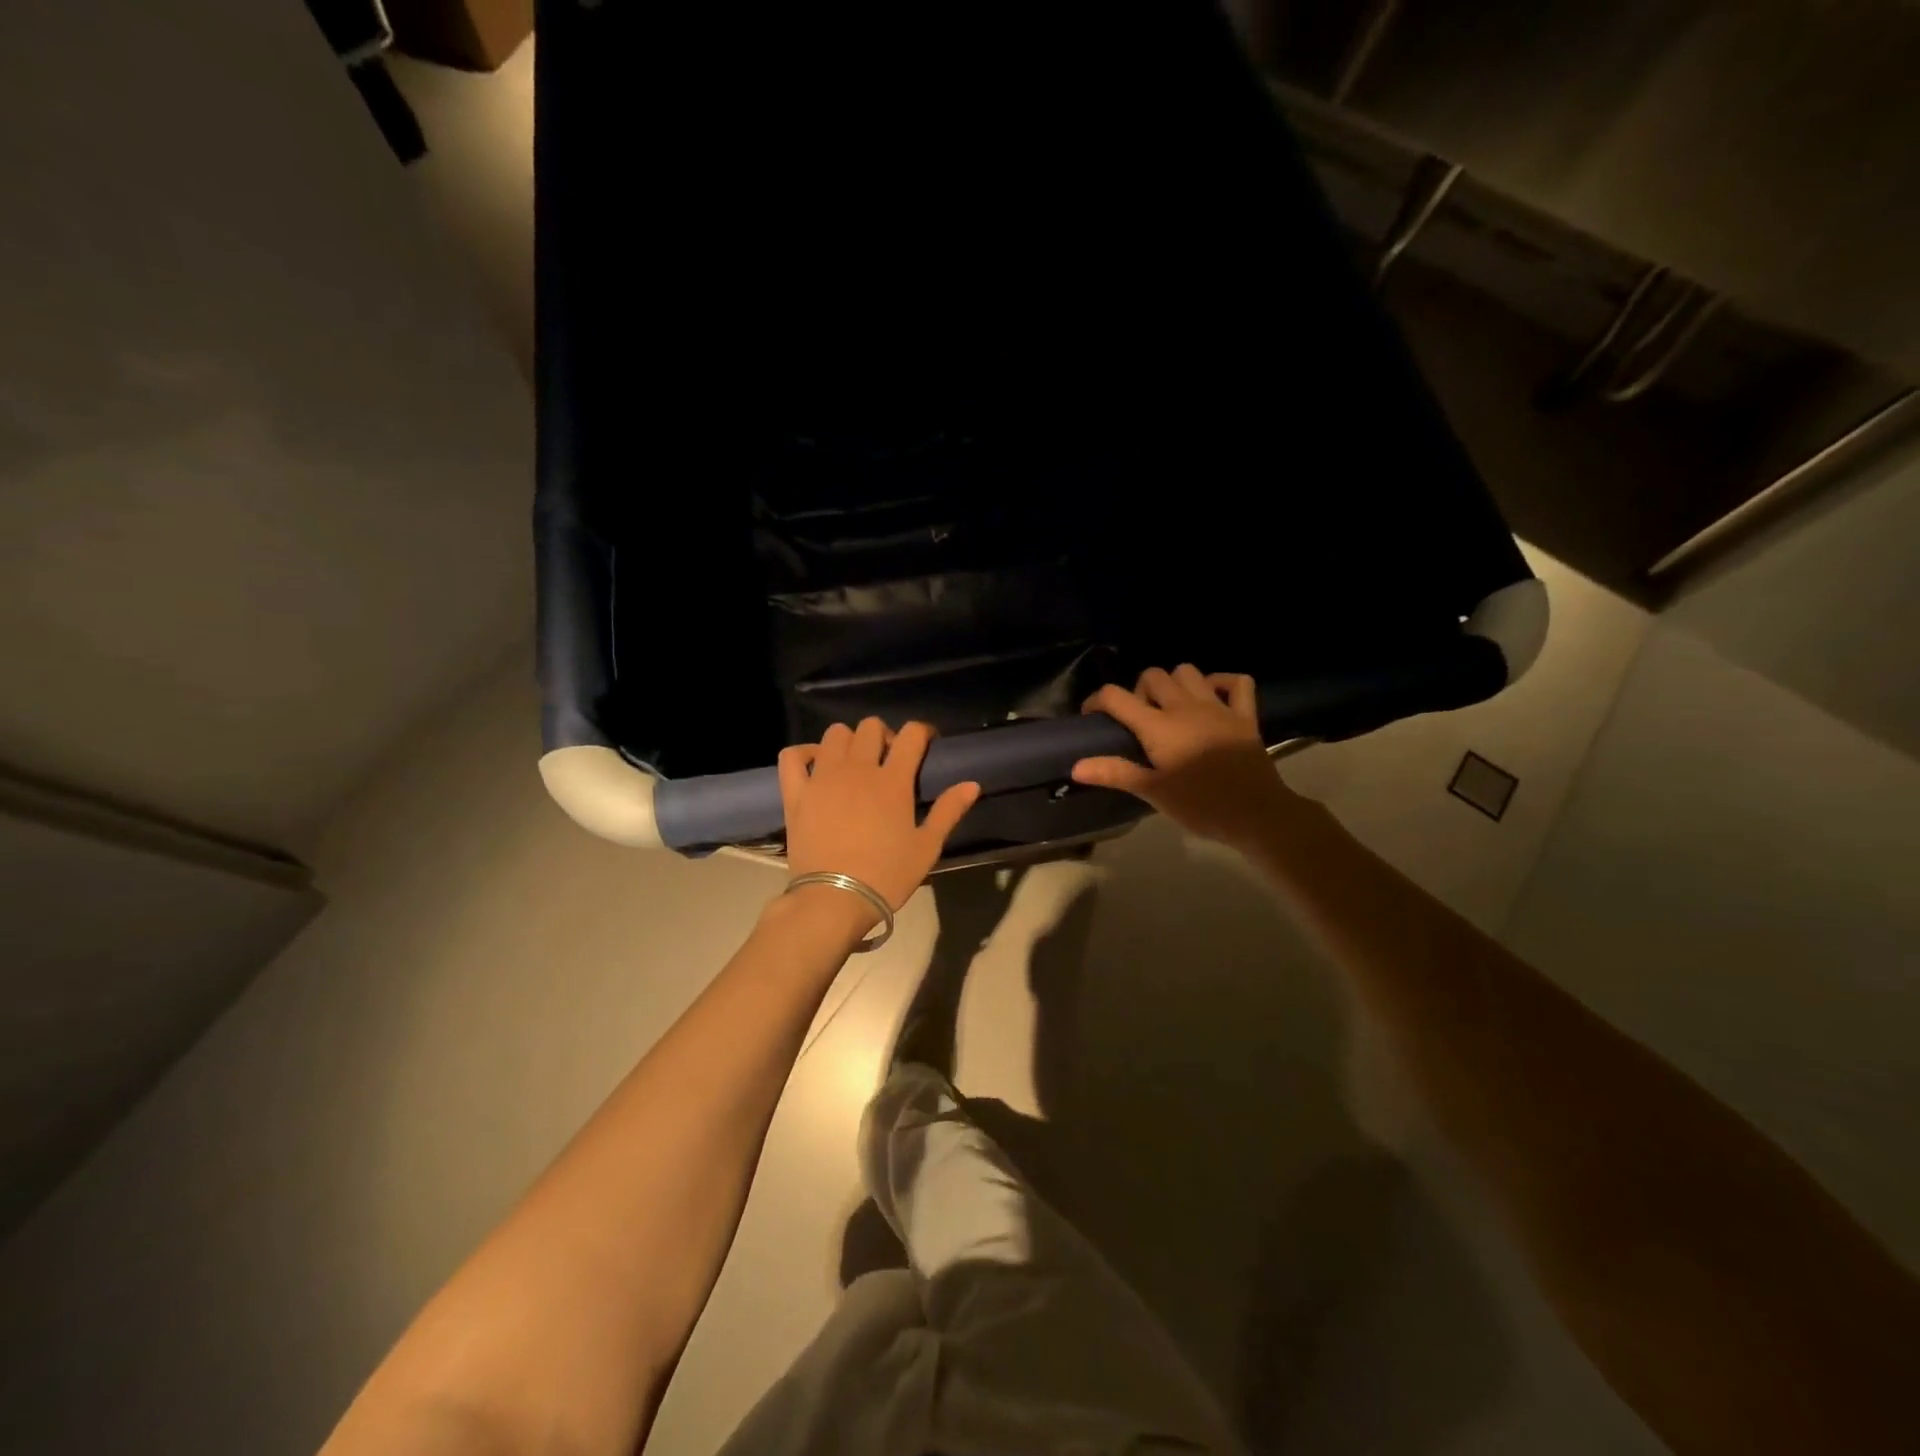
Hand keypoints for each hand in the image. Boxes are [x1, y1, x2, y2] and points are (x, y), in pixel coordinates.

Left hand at [779, 718, 980, 915]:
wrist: (834, 899)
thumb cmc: (886, 875)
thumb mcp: (926, 847)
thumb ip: (948, 811)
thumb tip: (972, 783)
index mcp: (893, 780)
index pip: (911, 735)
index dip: (921, 732)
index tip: (926, 743)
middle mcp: (857, 768)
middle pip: (870, 727)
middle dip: (884, 735)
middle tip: (888, 759)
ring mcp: (823, 778)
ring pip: (834, 734)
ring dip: (848, 741)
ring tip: (853, 763)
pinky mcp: (796, 793)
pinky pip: (793, 755)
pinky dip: (804, 753)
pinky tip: (815, 764)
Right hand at [1072, 665, 1300, 849]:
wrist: (1256, 814)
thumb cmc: (1200, 806)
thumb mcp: (1153, 792)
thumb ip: (1115, 773)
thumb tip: (1075, 766)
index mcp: (1158, 726)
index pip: (1116, 697)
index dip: (1097, 701)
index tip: (1092, 717)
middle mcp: (1185, 707)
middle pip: (1153, 675)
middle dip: (1138, 690)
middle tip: (1138, 719)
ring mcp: (1218, 707)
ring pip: (1189, 672)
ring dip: (1174, 683)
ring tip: (1170, 708)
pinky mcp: (1245, 715)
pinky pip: (1236, 682)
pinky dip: (1221, 683)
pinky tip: (1212, 698)